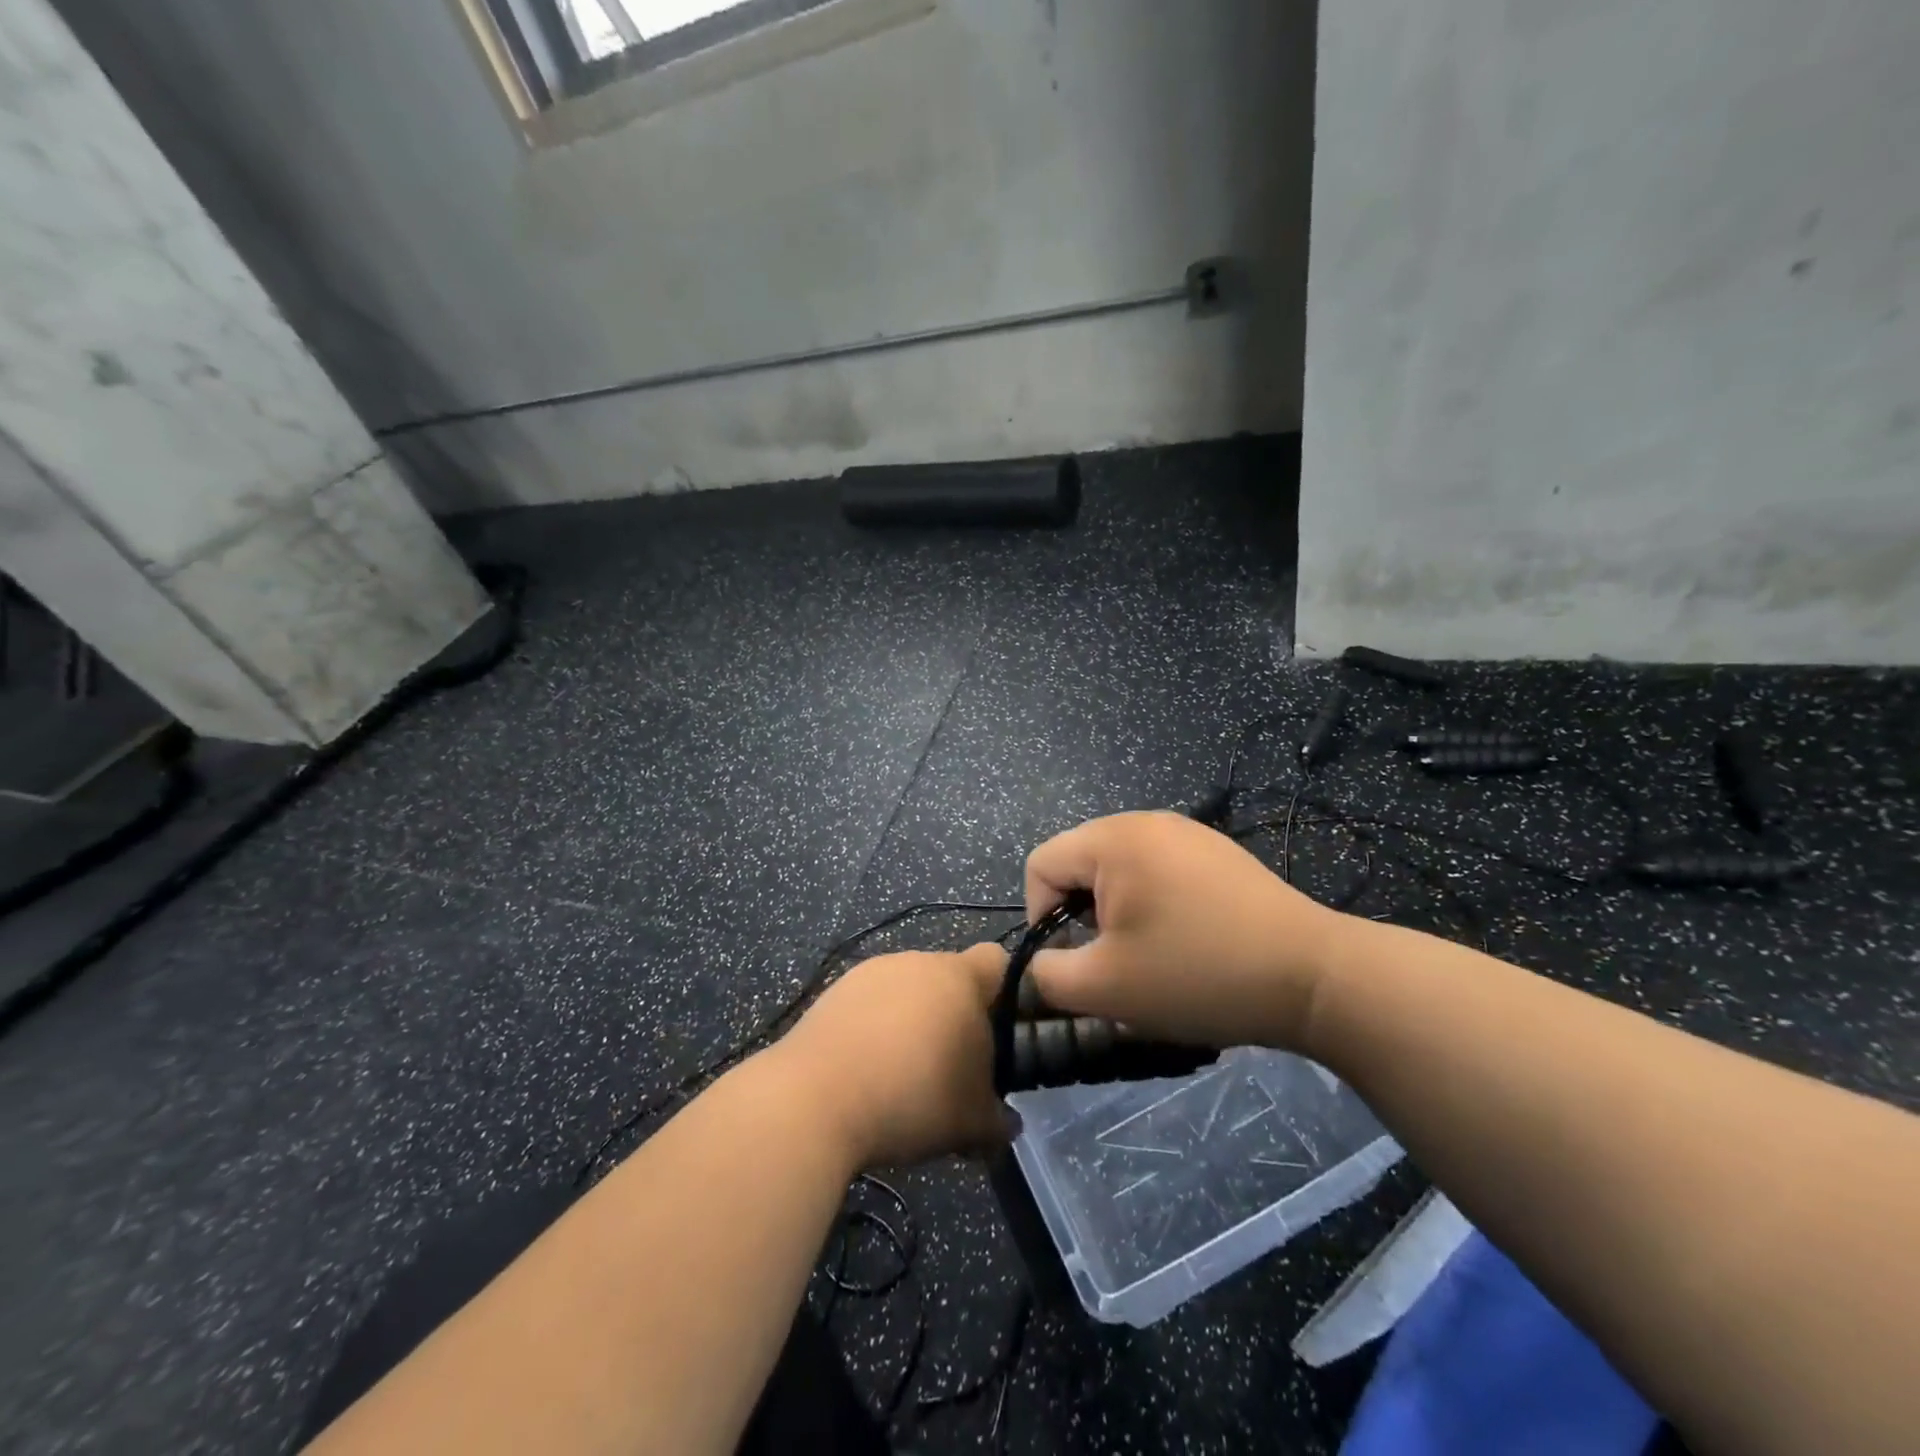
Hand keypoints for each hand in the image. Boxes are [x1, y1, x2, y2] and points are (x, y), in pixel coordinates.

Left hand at [775, 944, 1011, 1169]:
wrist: (815, 1099)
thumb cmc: (912, 1098)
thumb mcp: (970, 1122)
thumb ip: (998, 1120)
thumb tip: (1007, 1125)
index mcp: (959, 977)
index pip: (997, 960)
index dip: (1006, 992)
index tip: (1001, 1033)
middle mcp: (917, 961)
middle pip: (950, 978)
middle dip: (955, 1017)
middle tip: (953, 1068)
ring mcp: (872, 972)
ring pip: (908, 992)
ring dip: (913, 1022)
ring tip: (904, 1075)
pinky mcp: (835, 991)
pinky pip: (871, 1004)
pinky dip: (876, 1028)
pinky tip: (866, 1071)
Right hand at [1024, 811, 1339, 1050]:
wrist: (1313, 976)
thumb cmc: (1198, 974)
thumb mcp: (1105, 988)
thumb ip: (1048, 975)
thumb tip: (1040, 965)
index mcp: (1113, 838)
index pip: (1041, 864)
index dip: (1040, 917)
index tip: (1076, 961)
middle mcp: (1146, 820)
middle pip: (1080, 863)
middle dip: (1082, 916)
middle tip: (1115, 961)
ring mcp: (1187, 833)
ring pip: (1120, 870)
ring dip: (1118, 914)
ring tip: (1151, 955)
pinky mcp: (1217, 853)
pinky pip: (1159, 872)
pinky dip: (1154, 905)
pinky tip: (1187, 942)